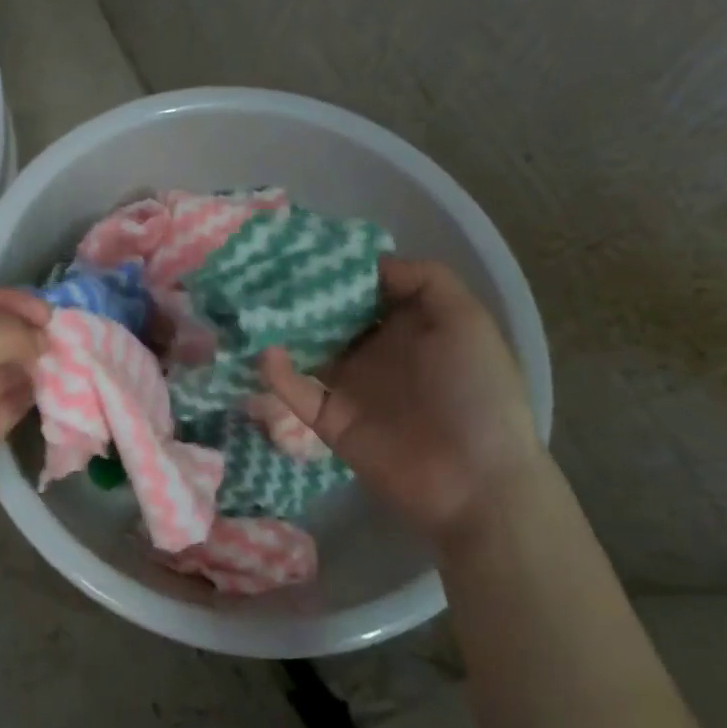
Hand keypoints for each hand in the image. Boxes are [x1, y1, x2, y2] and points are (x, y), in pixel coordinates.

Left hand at [0, 287, 50, 576]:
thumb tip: (40, 333)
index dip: (6, 302)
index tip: (49, 312)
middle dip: (22, 333)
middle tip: (65, 337)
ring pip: (0, 369)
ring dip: (31, 363)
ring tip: (69, 360)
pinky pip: (7, 403)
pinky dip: (31, 393)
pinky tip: (59, 388)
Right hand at [259, 257, 542, 542]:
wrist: (474, 480)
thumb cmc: (475, 392)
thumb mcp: (466, 321)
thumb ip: (425, 280)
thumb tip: (370, 262)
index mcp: (409, 326)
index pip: (365, 288)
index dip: (339, 269)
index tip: (303, 246)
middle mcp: (376, 350)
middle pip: (330, 315)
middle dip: (301, 294)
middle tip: (263, 270)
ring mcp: (349, 385)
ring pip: (306, 349)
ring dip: (282, 329)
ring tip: (251, 304)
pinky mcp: (328, 419)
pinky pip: (296, 391)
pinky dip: (277, 373)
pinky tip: (266, 353)